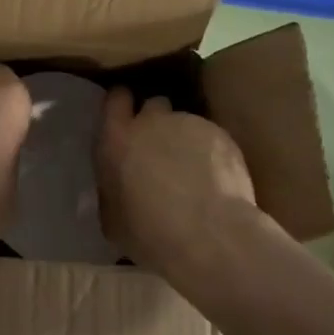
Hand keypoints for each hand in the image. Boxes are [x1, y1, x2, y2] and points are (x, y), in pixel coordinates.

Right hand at [97, 89, 257, 277]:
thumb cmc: (151, 232)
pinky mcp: (221, 135)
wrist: (210, 235)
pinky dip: (210, 153)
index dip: (121, 105)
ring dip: (184, 140)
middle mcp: (152, 121)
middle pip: (153, 104)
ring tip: (193, 173)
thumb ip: (112, 190)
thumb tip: (119, 187)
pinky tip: (216, 181)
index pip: (115, 99)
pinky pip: (210, 138)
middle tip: (159, 150)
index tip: (125, 118)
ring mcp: (189, 124)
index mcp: (117, 139)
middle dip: (155, 121)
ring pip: (184, 123)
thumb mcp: (113, 219)